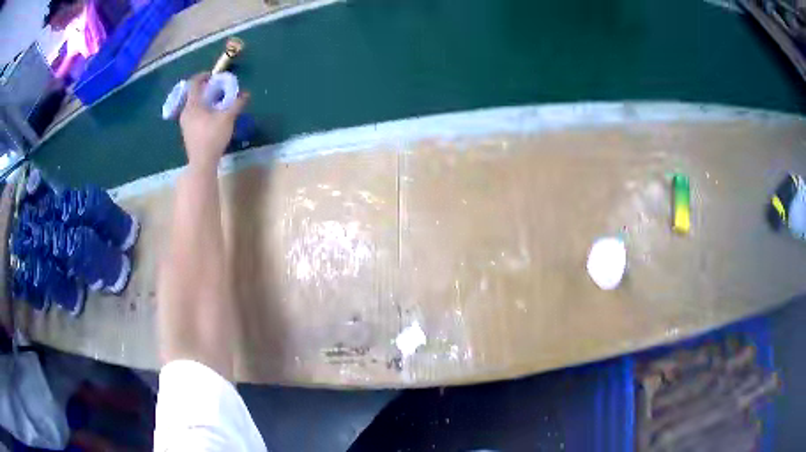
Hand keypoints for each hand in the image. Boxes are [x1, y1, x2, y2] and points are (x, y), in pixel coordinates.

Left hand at [179, 72, 249, 167]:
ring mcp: (185, 123)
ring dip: (204, 100)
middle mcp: (186, 112)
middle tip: (218, 88)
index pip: (194, 83)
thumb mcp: (228, 118)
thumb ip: (237, 103)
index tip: (213, 75)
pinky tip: (212, 116)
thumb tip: (246, 94)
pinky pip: (194, 115)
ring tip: (217, 103)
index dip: (202, 76)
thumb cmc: (212, 137)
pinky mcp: (187, 132)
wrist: (202, 162)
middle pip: (193, 94)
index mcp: (193, 104)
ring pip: (193, 105)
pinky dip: (202, 110)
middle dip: (205, 89)